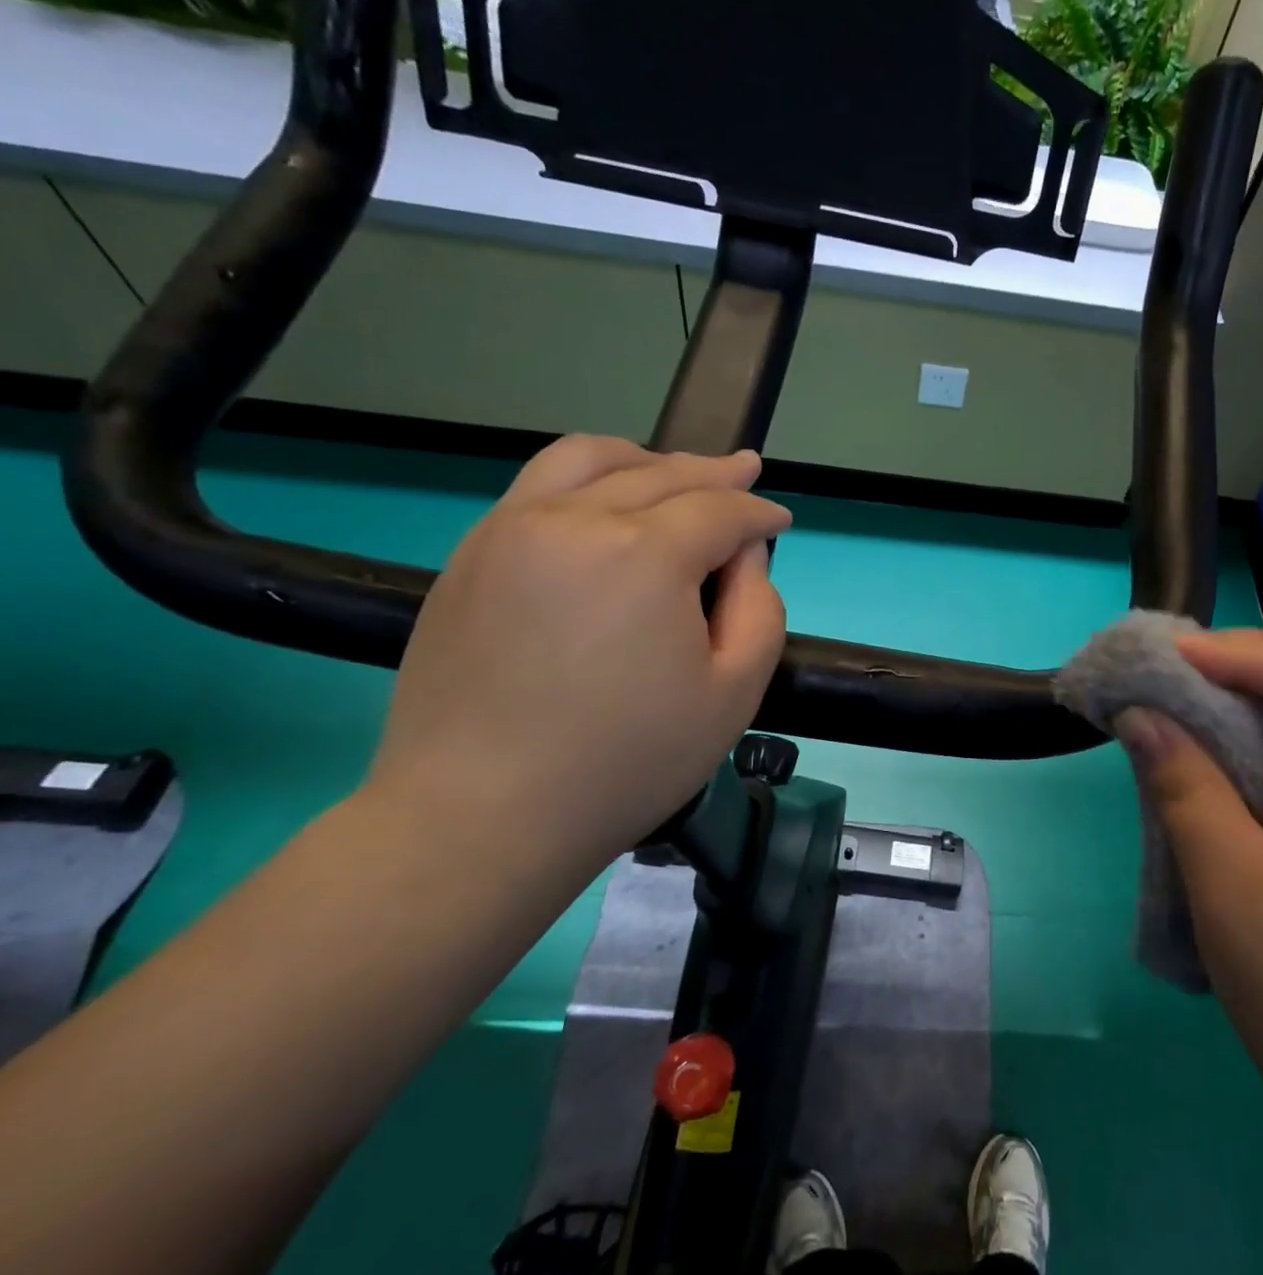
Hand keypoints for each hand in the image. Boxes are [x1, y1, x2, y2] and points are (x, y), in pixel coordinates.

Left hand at [363, 436, 791, 884]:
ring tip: (675, 471)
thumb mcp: (735, 693)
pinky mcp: (471, 555)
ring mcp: (510, 530)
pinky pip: (537, 486)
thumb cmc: (627, 762)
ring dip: (646, 459)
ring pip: (589, 460)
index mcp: (644, 554)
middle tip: (746, 472)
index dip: (759, 514)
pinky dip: (587, 477)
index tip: (780, 522)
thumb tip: (742, 555)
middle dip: (715, 473)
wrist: (482, 815)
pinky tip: (605, 500)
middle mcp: (573, 519)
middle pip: (661, 474)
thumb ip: (761, 608)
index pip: (719, 510)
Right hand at [1116, 631, 1262, 1153]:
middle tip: (1171, 673)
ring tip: (1181, 696)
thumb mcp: (1227, 882)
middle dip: (1246, 663)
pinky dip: (1254, 733)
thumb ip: (1183, 786)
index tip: (1173, 660)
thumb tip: (1137, 715)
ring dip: (1247, 695)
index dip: (1248, 653)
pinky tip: (1211, 747)